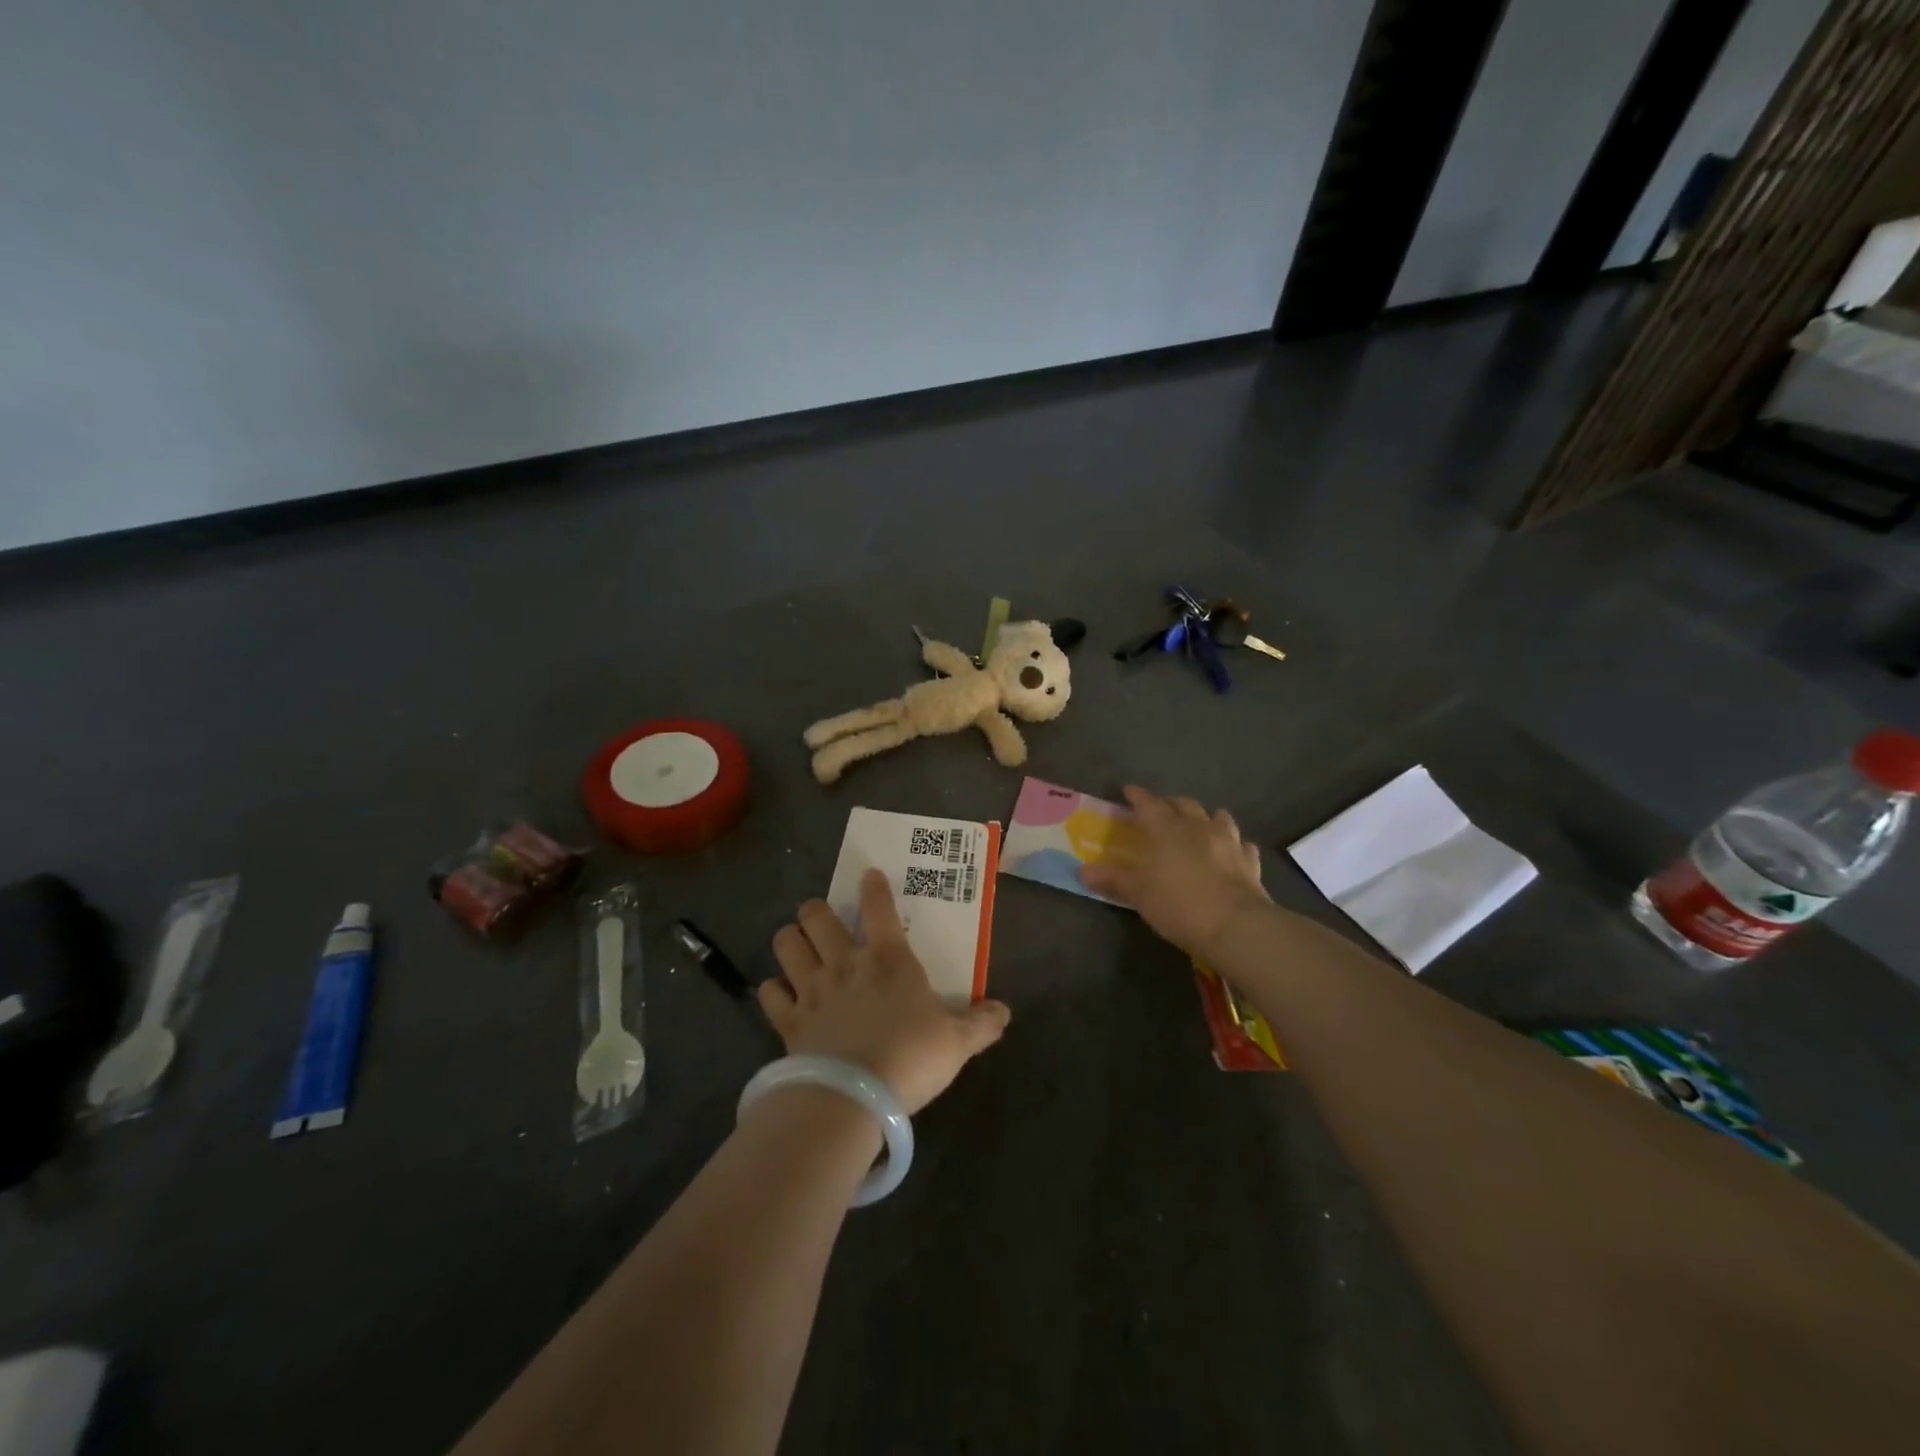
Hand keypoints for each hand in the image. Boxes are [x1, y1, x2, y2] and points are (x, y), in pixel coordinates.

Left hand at [760, 870, 1011, 1114]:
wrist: (854, 1096)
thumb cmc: (911, 1056)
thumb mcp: (957, 1042)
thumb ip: (981, 1024)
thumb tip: (1004, 1011)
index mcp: (887, 958)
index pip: (879, 907)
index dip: (874, 886)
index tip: (869, 875)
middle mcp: (844, 962)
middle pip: (816, 915)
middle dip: (816, 909)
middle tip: (822, 918)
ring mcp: (811, 989)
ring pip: (786, 943)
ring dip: (790, 940)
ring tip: (797, 945)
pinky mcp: (788, 1020)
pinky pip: (769, 993)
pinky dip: (773, 990)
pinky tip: (781, 994)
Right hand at [1080, 786, 1269, 957]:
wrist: (1235, 925)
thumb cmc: (1178, 903)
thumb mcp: (1138, 893)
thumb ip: (1113, 879)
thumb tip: (1082, 871)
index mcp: (1166, 828)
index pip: (1148, 803)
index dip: (1137, 796)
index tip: (1128, 791)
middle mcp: (1198, 826)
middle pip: (1184, 804)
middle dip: (1171, 803)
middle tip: (1161, 810)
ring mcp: (1228, 841)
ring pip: (1218, 817)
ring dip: (1206, 818)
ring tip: (1199, 825)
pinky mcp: (1250, 861)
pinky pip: (1242, 844)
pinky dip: (1234, 844)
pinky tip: (1231, 851)